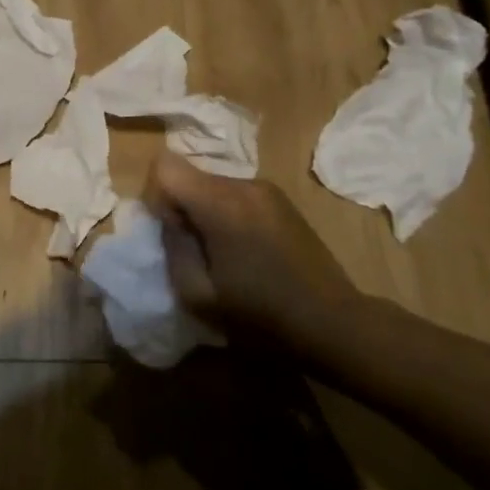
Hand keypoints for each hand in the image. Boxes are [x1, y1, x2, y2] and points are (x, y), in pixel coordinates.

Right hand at [142, 152, 364, 354]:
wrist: (333, 323)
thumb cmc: (260, 316)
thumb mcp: (197, 295)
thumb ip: (172, 247)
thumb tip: (168, 220)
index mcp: (221, 203)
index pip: (165, 166)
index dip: (156, 195)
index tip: (170, 232)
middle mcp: (244, 184)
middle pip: (190, 175)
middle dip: (181, 206)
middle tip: (194, 251)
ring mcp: (268, 190)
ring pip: (213, 185)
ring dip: (206, 212)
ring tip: (223, 255)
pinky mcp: (282, 201)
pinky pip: (237, 195)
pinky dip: (228, 214)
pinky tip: (247, 251)